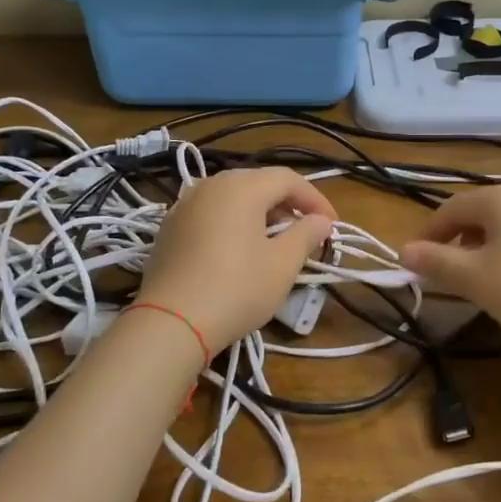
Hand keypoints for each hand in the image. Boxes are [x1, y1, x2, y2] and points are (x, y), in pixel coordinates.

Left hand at [137, 167, 337, 345]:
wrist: (170, 322)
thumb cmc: (236, 289)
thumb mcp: (282, 265)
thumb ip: (306, 235)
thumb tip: (321, 221)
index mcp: (242, 186)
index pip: (288, 179)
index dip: (315, 199)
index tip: (331, 225)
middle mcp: (211, 184)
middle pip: (258, 183)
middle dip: (287, 204)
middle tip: (305, 230)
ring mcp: (185, 204)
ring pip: (232, 196)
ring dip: (259, 212)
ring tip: (274, 239)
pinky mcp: (169, 226)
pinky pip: (210, 212)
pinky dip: (231, 222)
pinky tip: (238, 248)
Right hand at [401, 183, 500, 345]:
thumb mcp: (475, 279)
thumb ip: (436, 262)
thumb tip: (404, 250)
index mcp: (500, 197)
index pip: (450, 208)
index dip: (428, 235)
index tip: (415, 263)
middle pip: (477, 213)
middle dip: (455, 241)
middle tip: (444, 273)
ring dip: (480, 249)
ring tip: (477, 280)